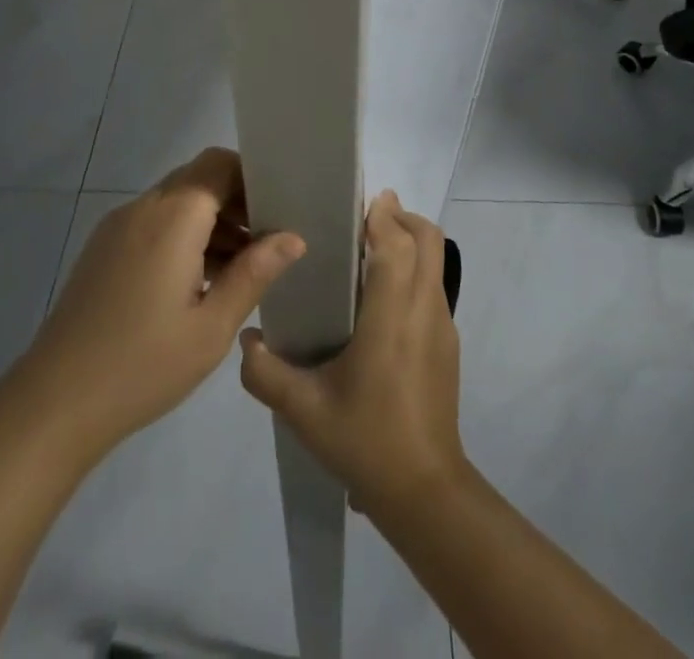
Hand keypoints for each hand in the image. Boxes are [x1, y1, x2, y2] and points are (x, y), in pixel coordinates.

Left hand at [17, 148, 305, 455]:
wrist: (53, 403)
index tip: (278, 210)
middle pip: (198, 179)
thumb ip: (254, 274)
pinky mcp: (103, 248)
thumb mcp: (211, 327)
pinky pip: (153, 222)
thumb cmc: (142, 365)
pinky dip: (183, 236)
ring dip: (210, 221)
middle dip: (235, 201)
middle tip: (267, 242)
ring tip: (240, 269)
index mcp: (173, 217)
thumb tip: (293, 238)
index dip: (252, 178)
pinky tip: (199, 282)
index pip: (219, 164)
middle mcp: (143, 207)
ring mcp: (117, 226)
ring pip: (176, 201)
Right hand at [239, 191, 466, 517]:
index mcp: (391, 316)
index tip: (358, 200)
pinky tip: (382, 298)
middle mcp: (423, 310)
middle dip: (402, 217)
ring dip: (410, 242)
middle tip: (365, 217)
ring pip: (436, 262)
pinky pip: (435, 287)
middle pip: (428, 240)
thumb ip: (265, 372)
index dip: (382, 216)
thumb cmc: (365, 441)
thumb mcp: (303, 410)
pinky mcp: (448, 344)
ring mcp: (442, 326)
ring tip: (370, 249)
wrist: (426, 493)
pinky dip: (415, 270)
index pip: (397, 245)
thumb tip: (246, 339)